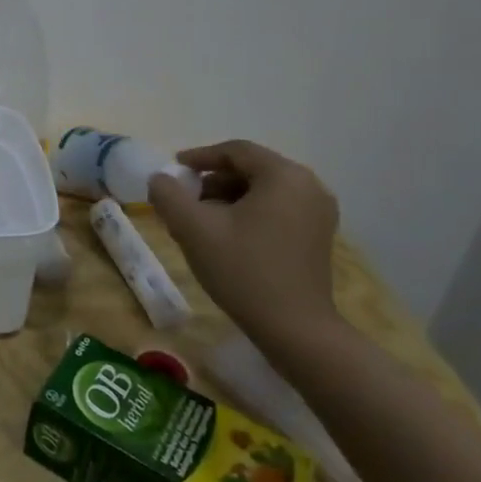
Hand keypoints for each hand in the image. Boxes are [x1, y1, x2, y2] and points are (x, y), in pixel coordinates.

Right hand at [148, 139, 340, 346]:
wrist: (296, 330)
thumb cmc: (244, 271)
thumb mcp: (193, 229)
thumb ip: (168, 195)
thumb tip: (161, 180)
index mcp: (284, 176)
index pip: (236, 151)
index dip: (200, 157)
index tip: (174, 170)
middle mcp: (309, 186)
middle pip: (251, 169)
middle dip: (212, 181)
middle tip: (184, 199)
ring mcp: (319, 213)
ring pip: (263, 190)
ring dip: (229, 198)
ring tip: (200, 221)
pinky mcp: (319, 236)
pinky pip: (277, 209)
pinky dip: (249, 213)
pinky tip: (226, 236)